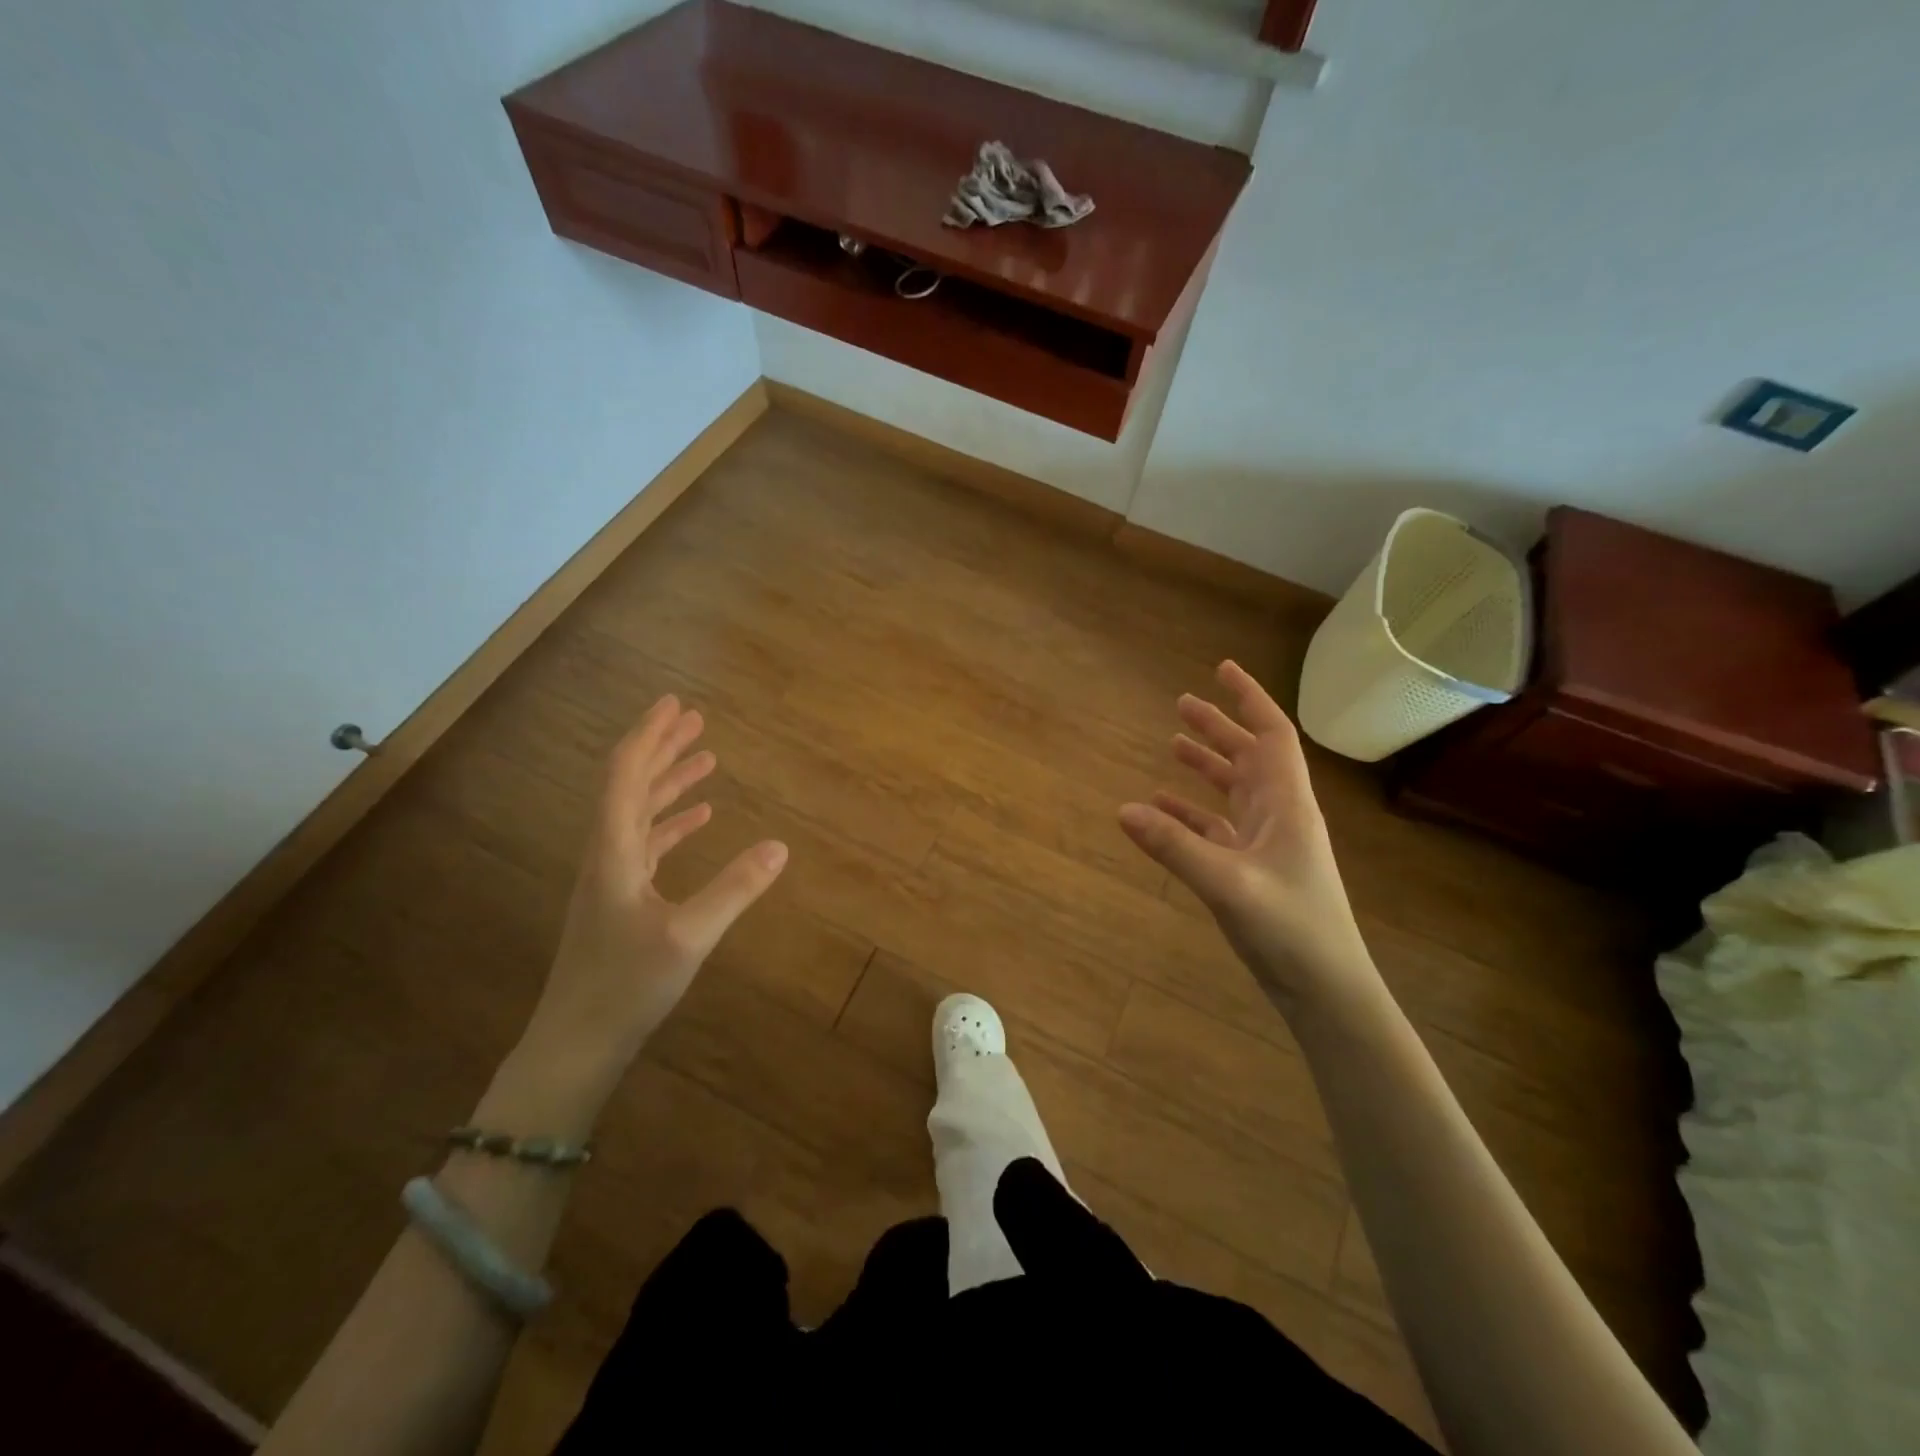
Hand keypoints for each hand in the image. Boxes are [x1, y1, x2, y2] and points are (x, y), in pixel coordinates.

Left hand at [520, 695, 787, 1091]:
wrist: (575, 1045)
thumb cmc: (625, 986)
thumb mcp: (689, 936)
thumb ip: (735, 889)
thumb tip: (781, 846)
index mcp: (614, 851)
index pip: (626, 775)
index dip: (649, 735)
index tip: (674, 703)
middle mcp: (607, 854)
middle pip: (630, 785)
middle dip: (661, 748)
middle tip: (694, 719)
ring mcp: (612, 878)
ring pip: (639, 813)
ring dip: (669, 782)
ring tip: (704, 758)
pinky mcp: (620, 900)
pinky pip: (647, 844)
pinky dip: (672, 823)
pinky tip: (700, 818)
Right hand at [1119, 661, 1376, 1016]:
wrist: (1327, 990)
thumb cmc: (1291, 929)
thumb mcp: (1227, 884)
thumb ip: (1174, 846)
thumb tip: (1123, 809)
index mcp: (1286, 804)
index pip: (1271, 735)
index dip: (1249, 698)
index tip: (1222, 669)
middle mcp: (1280, 815)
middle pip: (1249, 756)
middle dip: (1219, 727)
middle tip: (1181, 703)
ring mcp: (1268, 844)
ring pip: (1235, 790)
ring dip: (1207, 765)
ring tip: (1171, 745)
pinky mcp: (1254, 871)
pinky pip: (1219, 828)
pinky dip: (1193, 813)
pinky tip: (1163, 810)